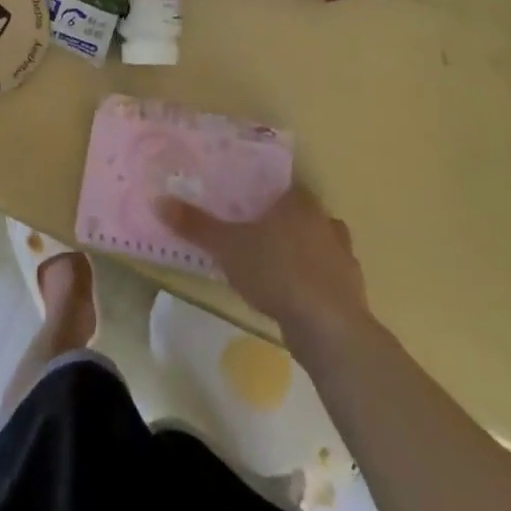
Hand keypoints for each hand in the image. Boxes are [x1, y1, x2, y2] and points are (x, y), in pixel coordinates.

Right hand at [157, 186, 370, 336]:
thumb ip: (195, 224)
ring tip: (275, 261)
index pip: (283, 182)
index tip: (247, 197)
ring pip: (320, 242)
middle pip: (302, 211)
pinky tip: (295, 293)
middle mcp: (324, 220)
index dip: (266, 189)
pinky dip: (314, 280)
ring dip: (303, 249)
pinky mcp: (352, 290)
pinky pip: (329, 275)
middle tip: (255, 228)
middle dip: (282, 218)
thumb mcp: (227, 246)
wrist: (329, 328)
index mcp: (298, 201)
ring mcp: (343, 256)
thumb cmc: (276, 271)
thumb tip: (158, 200)